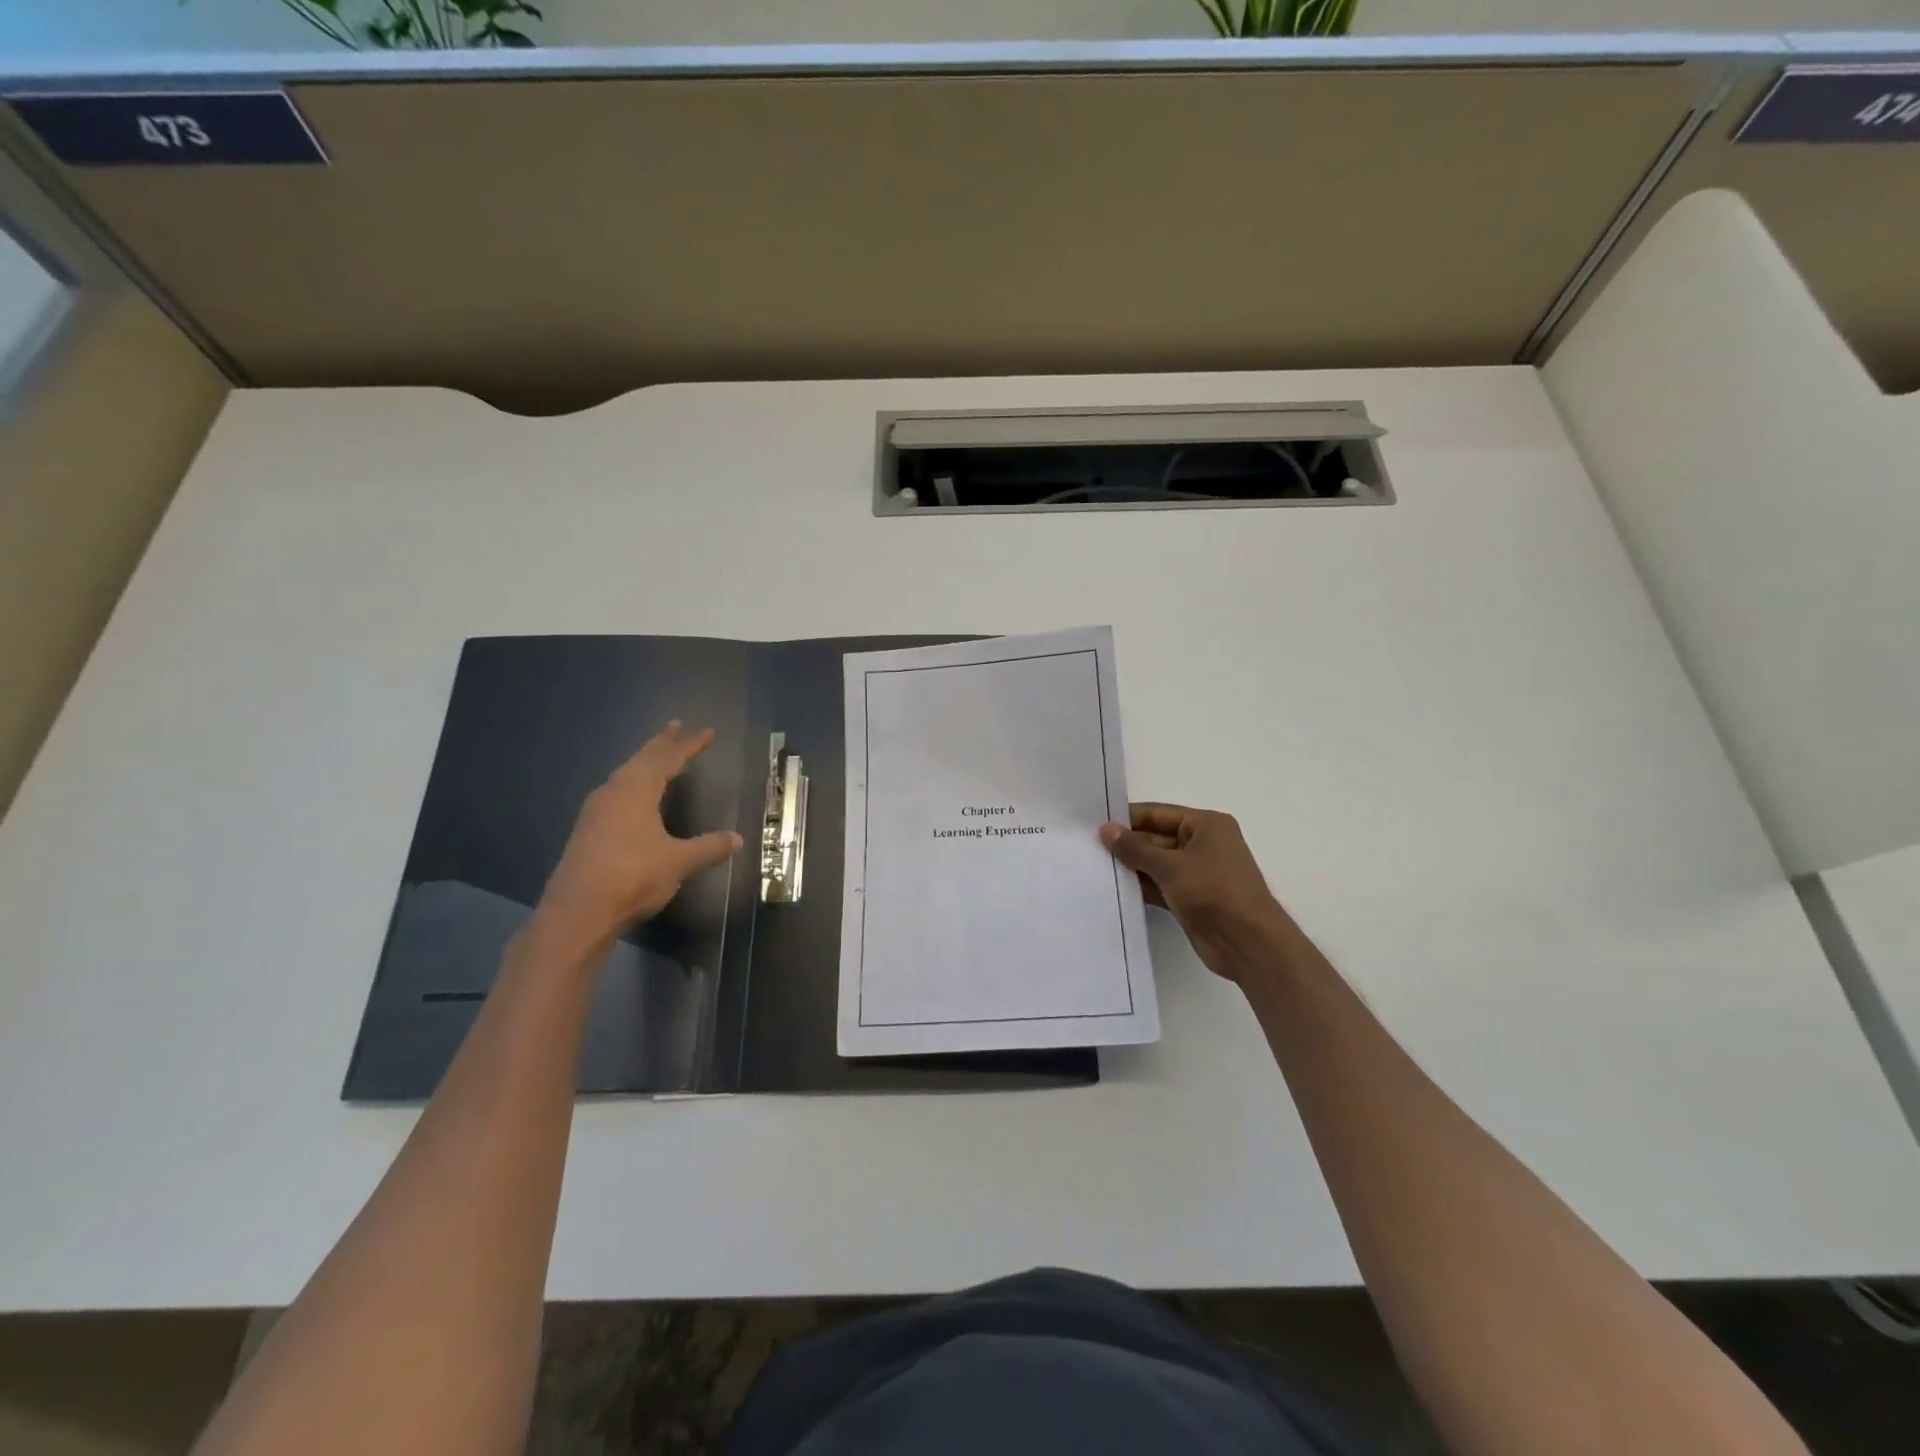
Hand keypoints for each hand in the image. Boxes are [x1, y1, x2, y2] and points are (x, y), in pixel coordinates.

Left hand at [533, 722, 742, 954]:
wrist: (578, 912)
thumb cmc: (633, 876)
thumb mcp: (679, 861)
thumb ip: (709, 847)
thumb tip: (737, 839)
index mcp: (636, 790)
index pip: (668, 759)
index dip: (690, 745)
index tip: (708, 732)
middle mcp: (613, 792)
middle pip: (641, 760)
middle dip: (662, 744)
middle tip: (676, 727)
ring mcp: (596, 812)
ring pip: (625, 776)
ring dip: (644, 764)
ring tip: (658, 758)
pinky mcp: (588, 831)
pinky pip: (616, 794)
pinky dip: (633, 785)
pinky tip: (635, 798)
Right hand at [1101, 803, 1293, 982]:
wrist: (1248, 944)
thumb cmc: (1214, 892)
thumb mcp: (1171, 866)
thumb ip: (1135, 848)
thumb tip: (1106, 829)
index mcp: (1206, 825)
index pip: (1158, 814)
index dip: (1127, 819)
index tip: (1094, 825)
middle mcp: (1203, 844)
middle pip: (1156, 838)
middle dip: (1127, 845)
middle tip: (1087, 849)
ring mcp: (1198, 873)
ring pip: (1157, 864)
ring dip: (1131, 868)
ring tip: (1095, 869)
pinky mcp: (1192, 898)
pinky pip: (1161, 886)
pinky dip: (1141, 887)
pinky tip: (1114, 890)